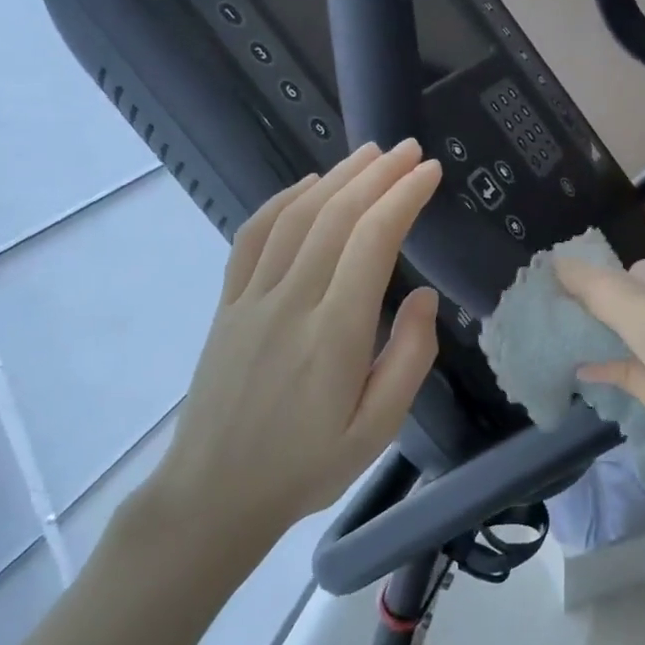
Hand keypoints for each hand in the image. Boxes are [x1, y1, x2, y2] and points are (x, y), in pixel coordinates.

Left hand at [147, 142, 442, 590]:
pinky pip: (252, 238)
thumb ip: (409, 358)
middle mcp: (291, 301)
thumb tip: (423, 296)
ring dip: (336, 177)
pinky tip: (306, 186)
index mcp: (334, 332)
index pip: (373, 241)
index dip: (404, 198)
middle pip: (336, 216)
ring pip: (296, 217)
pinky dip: (282, 202)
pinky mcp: (228, 305)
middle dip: (378, 174)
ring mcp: (252, 299)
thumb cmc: (307, 466)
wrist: (213, 494)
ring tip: (369, 155)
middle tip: (409, 150)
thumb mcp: (377, 429)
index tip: (430, 173)